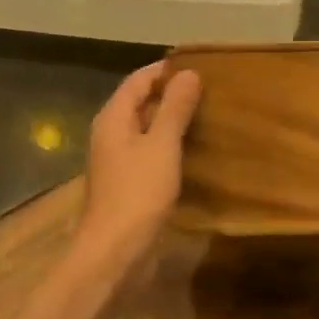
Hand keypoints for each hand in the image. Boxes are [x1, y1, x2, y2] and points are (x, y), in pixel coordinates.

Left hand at [79, 61, 202, 263]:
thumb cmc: (137, 192)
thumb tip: (188, 73)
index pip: (138, 80)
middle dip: (170, 94)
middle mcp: (110, 134)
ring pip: (144, 129)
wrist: (114, 253)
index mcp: (113, 118)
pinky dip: (167, 145)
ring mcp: (116, 161)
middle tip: (208, 90)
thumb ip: (175, 108)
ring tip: (205, 115)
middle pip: (139, 102)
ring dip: (170, 120)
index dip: (165, 70)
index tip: (198, 66)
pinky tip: (191, 151)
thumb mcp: (162, 144)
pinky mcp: (126, 184)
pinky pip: (148, 152)